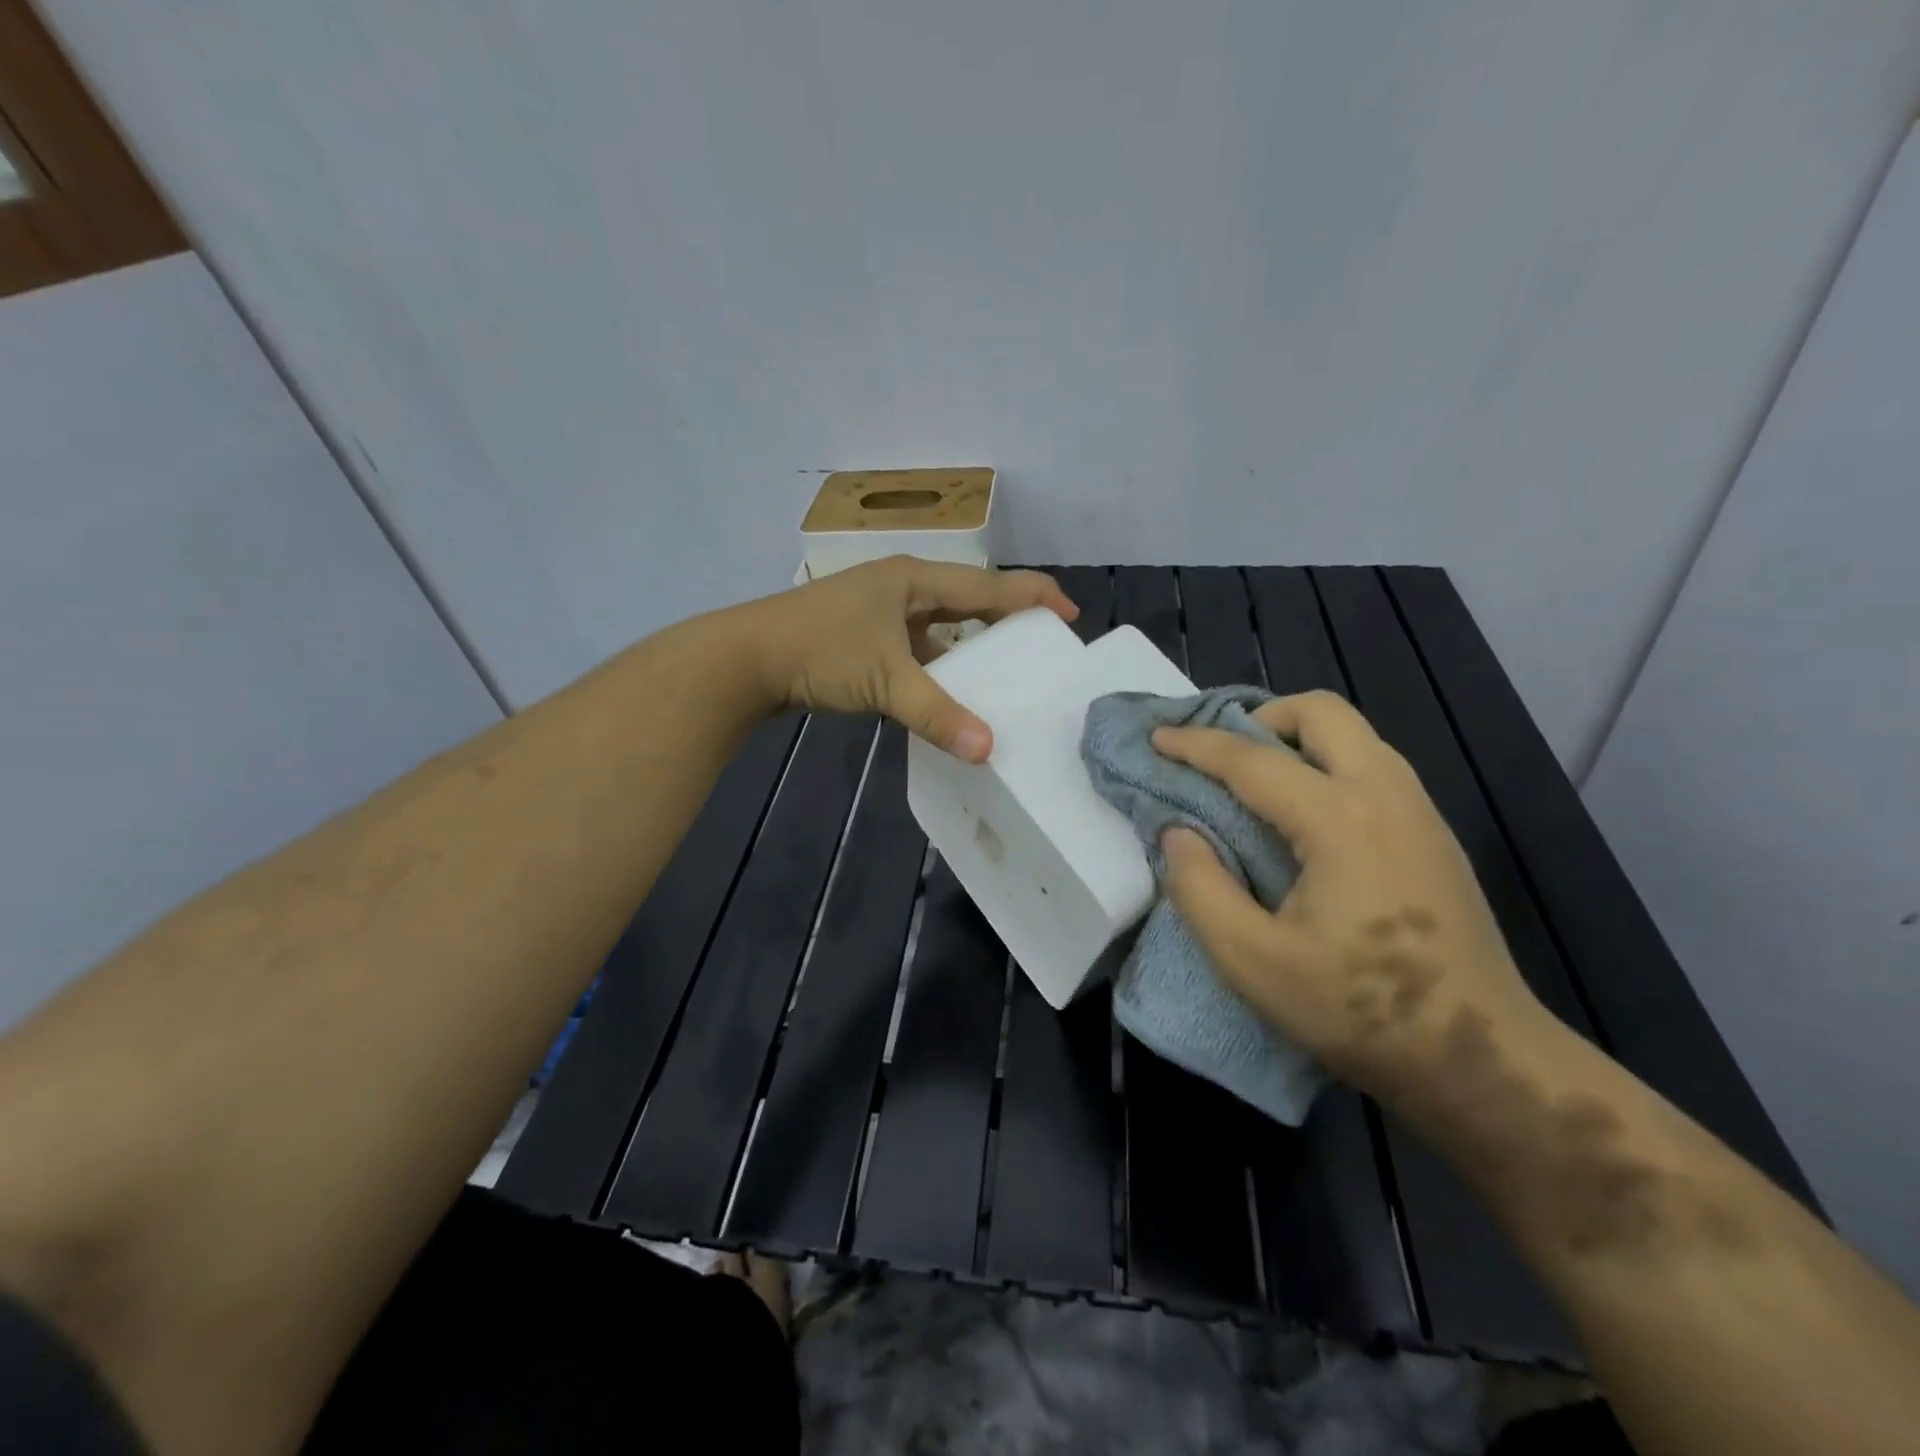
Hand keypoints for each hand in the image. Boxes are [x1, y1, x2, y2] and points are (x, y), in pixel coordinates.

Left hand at [733, 556, 1077, 759]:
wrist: (744, 659)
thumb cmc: (818, 652)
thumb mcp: (885, 681)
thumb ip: (937, 714)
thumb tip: (988, 750)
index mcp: (915, 579)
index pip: (989, 583)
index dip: (1033, 597)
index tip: (1070, 617)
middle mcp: (902, 587)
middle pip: (969, 598)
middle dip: (1007, 619)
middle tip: (1042, 646)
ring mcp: (881, 610)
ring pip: (942, 623)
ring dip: (972, 643)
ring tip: (1006, 671)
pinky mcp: (865, 636)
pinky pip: (919, 645)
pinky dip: (940, 663)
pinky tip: (951, 687)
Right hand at [1151, 691, 1544, 1104]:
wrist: (1479, 1059)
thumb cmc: (1359, 1012)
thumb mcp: (1252, 962)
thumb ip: (1200, 889)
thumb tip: (1180, 833)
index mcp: (1340, 819)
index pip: (1251, 759)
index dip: (1194, 745)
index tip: (1155, 738)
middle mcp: (1386, 794)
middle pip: (1321, 711)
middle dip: (1260, 717)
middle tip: (1220, 757)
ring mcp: (1420, 811)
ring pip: (1353, 734)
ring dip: (1295, 739)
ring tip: (1255, 781)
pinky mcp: (1434, 835)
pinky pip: (1371, 766)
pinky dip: (1325, 764)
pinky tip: (1304, 817)